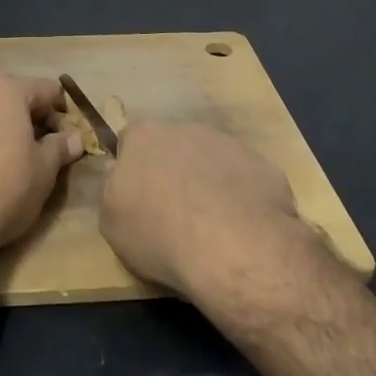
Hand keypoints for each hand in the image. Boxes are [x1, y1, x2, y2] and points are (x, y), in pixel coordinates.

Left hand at [0, 72, 83, 257]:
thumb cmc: (6, 188)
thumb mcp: (45, 170)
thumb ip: (61, 146)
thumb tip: (74, 138)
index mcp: (5, 88)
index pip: (47, 90)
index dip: (62, 114)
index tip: (65, 141)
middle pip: (11, 96)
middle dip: (27, 118)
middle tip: (37, 150)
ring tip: (4, 161)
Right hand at [100, 123, 315, 300]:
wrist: (233, 247)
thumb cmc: (159, 234)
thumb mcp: (111, 221)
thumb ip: (112, 188)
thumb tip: (119, 172)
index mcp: (143, 137)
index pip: (131, 140)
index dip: (134, 167)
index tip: (139, 195)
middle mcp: (185, 129)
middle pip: (174, 146)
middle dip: (173, 171)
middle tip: (174, 212)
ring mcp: (229, 145)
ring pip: (212, 160)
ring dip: (209, 183)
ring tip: (212, 225)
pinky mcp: (263, 166)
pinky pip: (245, 180)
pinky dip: (241, 198)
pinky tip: (242, 229)